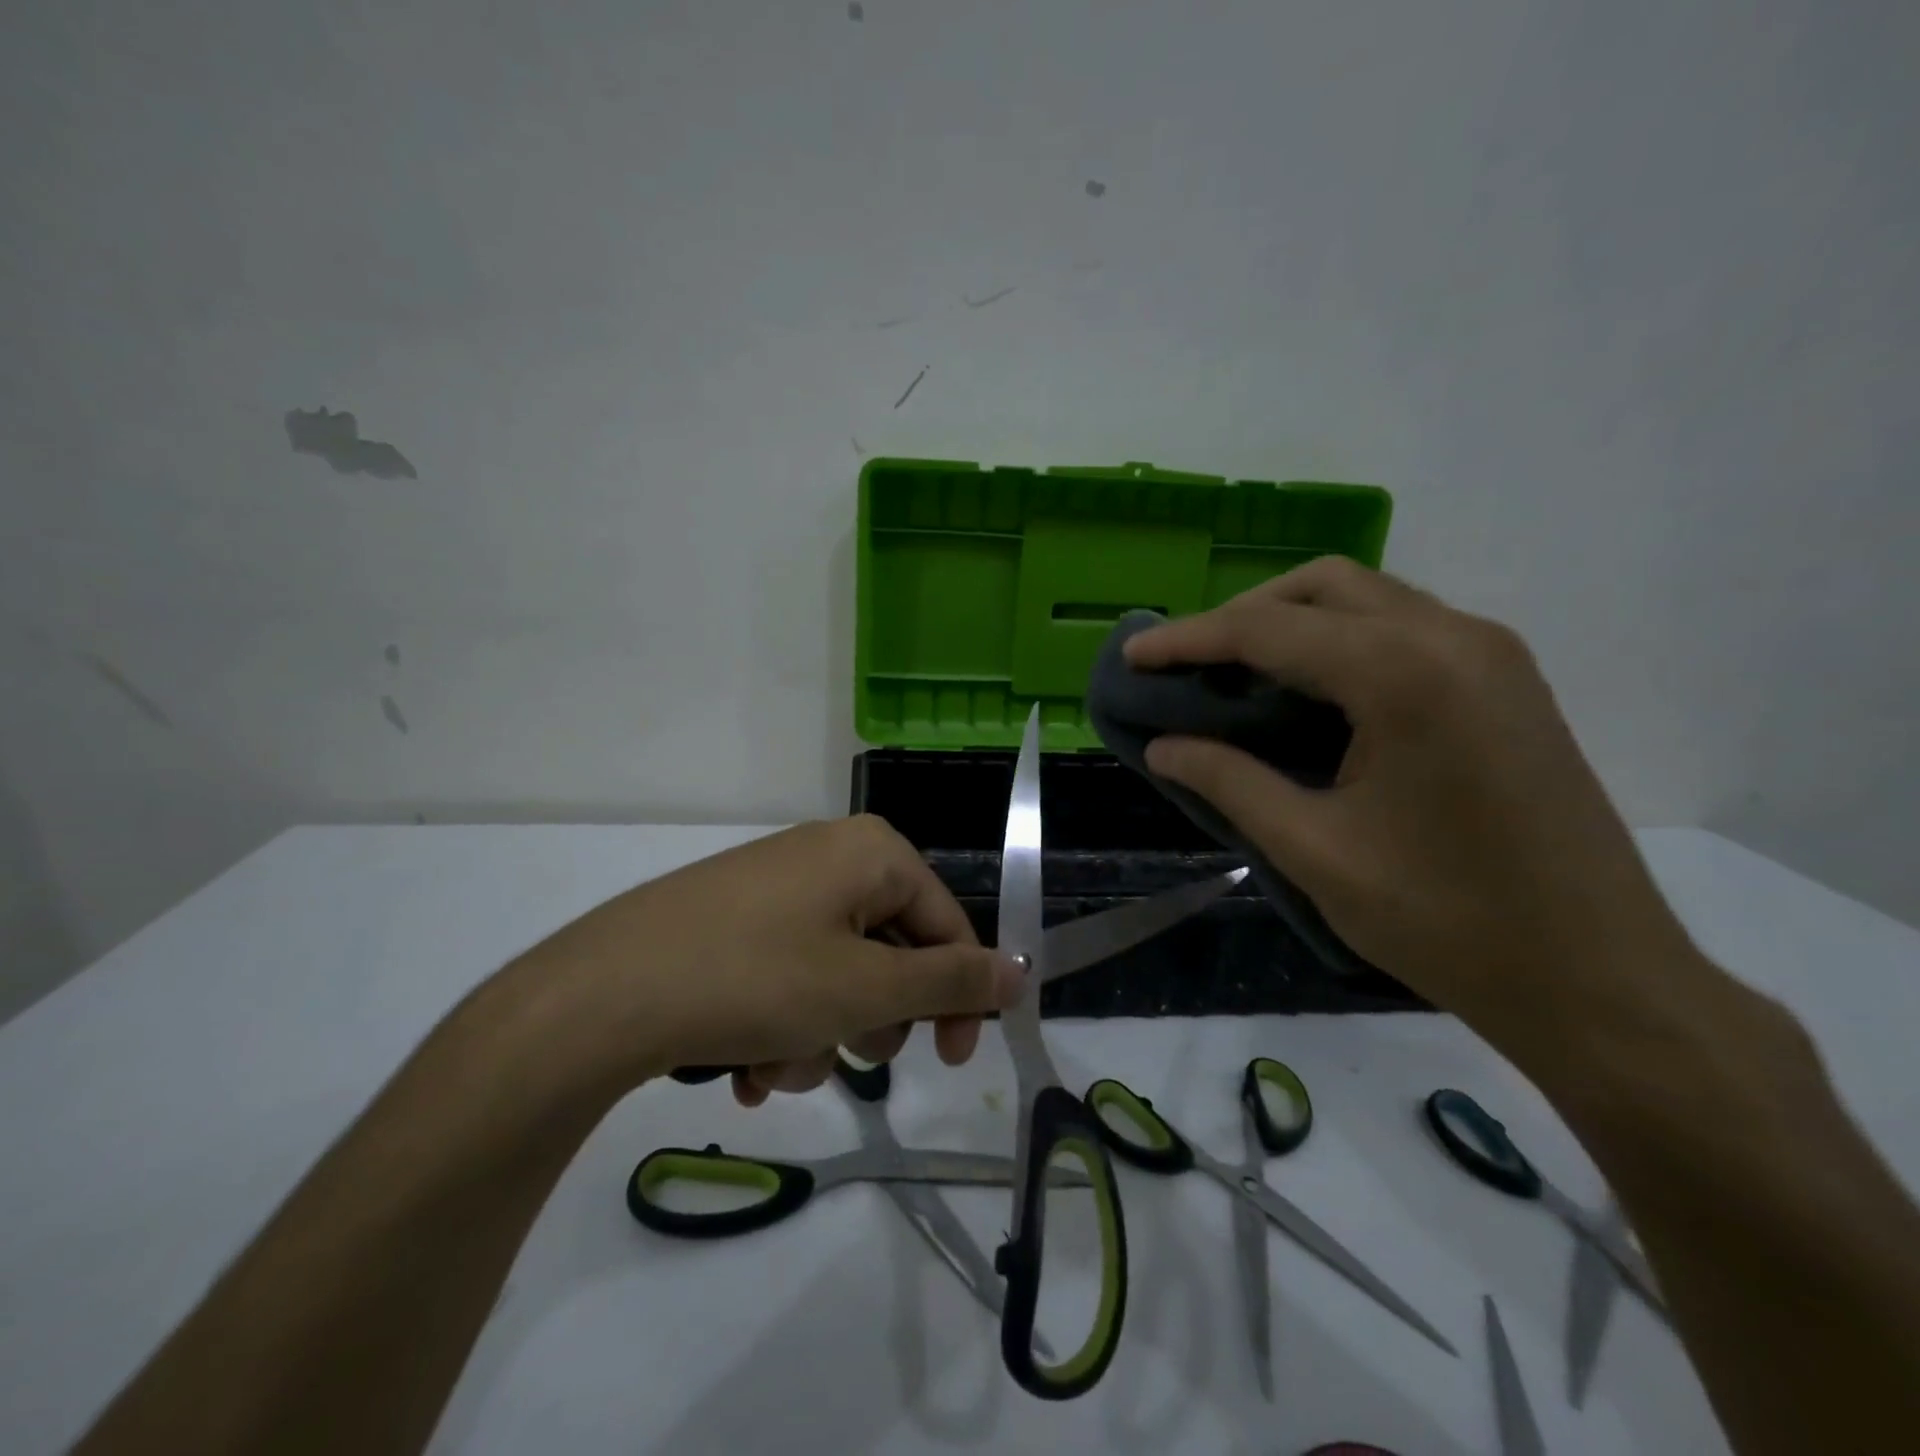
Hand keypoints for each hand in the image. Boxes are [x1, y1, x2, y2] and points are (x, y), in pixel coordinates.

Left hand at [520, 816, 1021, 1105]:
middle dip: (873, 1018)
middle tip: (847, 1054)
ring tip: (774, 1066)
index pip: (948, 924)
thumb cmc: (757, 979)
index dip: (957, 996)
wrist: (601, 993)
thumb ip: (952, 981)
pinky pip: (789, 972)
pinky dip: (781, 1023)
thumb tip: (1021, 972)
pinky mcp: (735, 917)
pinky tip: (744, 1066)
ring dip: (821, 1034)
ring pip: (837, 973)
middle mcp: (829, 855)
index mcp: (872, 852)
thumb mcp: (867, 988)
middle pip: (891, 948)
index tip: (951, 1061)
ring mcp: (777, 886)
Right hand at [1124, 558, 1699, 1053]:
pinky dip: (1339, 639)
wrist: (1600, 979)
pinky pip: (1402, 626)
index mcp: (1405, 675)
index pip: (1268, 629)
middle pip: (1321, 586)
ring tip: (1236, 674)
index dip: (1188, 639)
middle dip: (1241, 615)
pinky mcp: (1506, 679)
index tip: (1131, 653)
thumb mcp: (1314, 851)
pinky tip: (1308, 691)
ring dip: (1291, 621)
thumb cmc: (1447, 921)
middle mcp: (1454, 637)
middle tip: (1187, 665)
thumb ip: (1228, 782)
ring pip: (1366, 598)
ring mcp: (1491, 653)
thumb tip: (1162, 745)